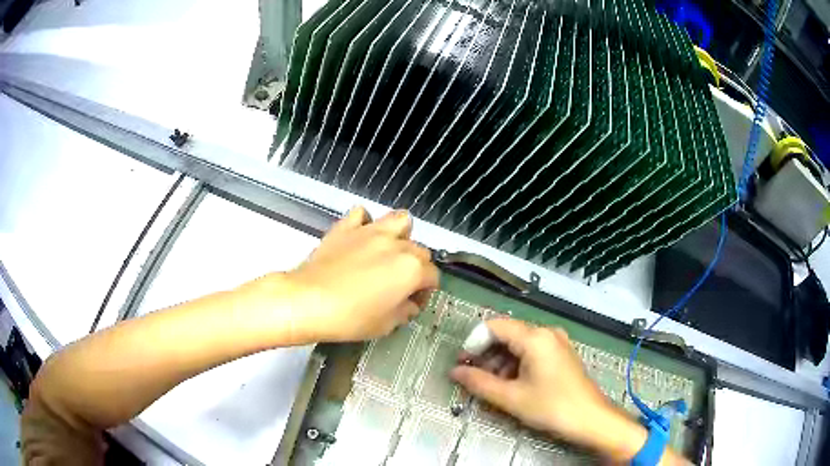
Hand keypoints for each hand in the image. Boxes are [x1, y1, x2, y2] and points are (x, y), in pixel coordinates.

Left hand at [281, 206, 438, 341]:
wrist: (308, 301)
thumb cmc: (350, 318)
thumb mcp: (385, 325)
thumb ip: (405, 311)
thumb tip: (409, 304)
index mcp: (411, 270)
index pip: (433, 276)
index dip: (425, 291)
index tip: (412, 303)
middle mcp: (396, 245)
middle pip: (420, 250)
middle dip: (416, 267)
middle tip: (399, 284)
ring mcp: (371, 231)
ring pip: (400, 220)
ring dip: (400, 235)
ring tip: (388, 252)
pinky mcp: (346, 227)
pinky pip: (362, 214)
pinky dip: (364, 223)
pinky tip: (359, 238)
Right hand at [451, 319, 651, 461]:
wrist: (590, 418)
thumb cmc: (551, 407)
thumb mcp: (511, 397)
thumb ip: (479, 382)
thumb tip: (455, 372)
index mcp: (535, 337)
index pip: (494, 326)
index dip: (473, 342)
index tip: (462, 363)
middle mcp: (546, 332)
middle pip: (506, 334)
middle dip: (486, 354)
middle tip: (472, 376)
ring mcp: (556, 342)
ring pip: (518, 344)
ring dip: (500, 361)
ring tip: (490, 385)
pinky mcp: (561, 353)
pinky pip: (532, 351)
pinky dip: (516, 364)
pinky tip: (510, 384)